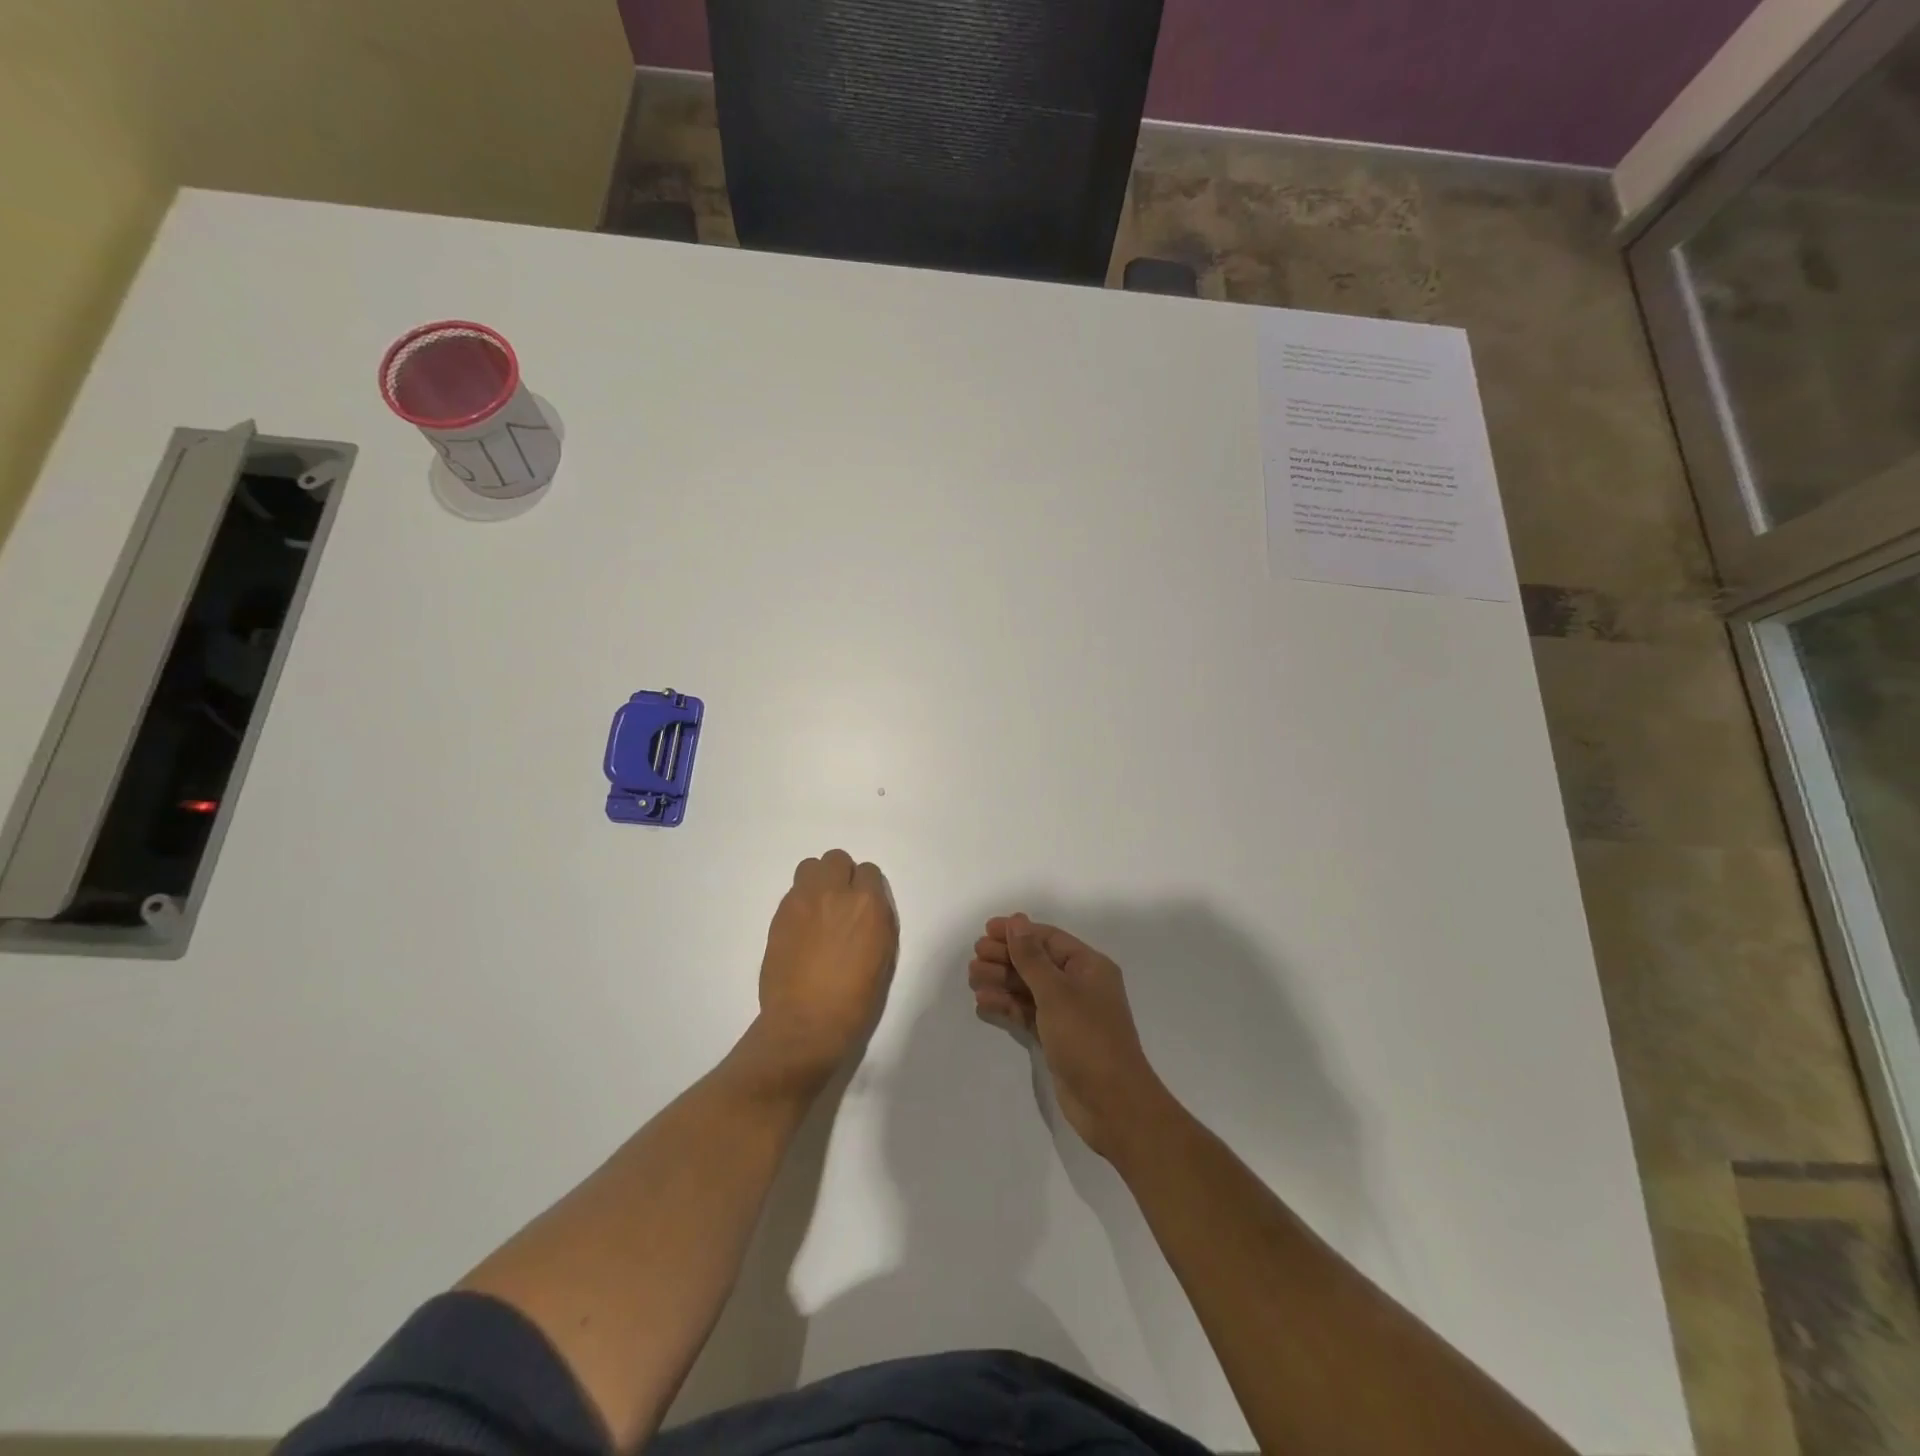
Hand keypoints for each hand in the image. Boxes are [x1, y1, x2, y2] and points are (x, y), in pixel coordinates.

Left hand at [755, 851, 896, 1085]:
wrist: (805, 1024)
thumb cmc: (855, 1000)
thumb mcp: (883, 956)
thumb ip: (876, 921)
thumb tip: (866, 908)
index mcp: (866, 904)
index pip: (868, 871)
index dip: (867, 888)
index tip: (863, 907)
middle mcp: (833, 893)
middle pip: (836, 859)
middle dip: (841, 875)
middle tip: (841, 903)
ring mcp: (801, 902)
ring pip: (810, 867)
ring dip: (818, 881)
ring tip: (819, 909)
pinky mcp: (779, 916)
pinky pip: (792, 893)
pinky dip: (800, 902)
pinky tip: (802, 929)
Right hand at [969, 914, 1170, 1160]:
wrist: (1112, 1103)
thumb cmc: (1087, 1038)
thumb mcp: (1056, 992)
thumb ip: (1032, 957)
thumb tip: (1017, 921)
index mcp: (1089, 966)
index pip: (1049, 939)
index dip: (1018, 932)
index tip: (986, 931)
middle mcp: (1080, 985)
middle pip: (1037, 962)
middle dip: (1006, 957)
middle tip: (975, 956)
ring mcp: (1069, 1014)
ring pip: (1030, 988)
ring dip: (1002, 981)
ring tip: (973, 978)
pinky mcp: (1058, 1039)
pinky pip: (1029, 1013)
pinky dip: (1008, 1006)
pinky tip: (984, 1002)